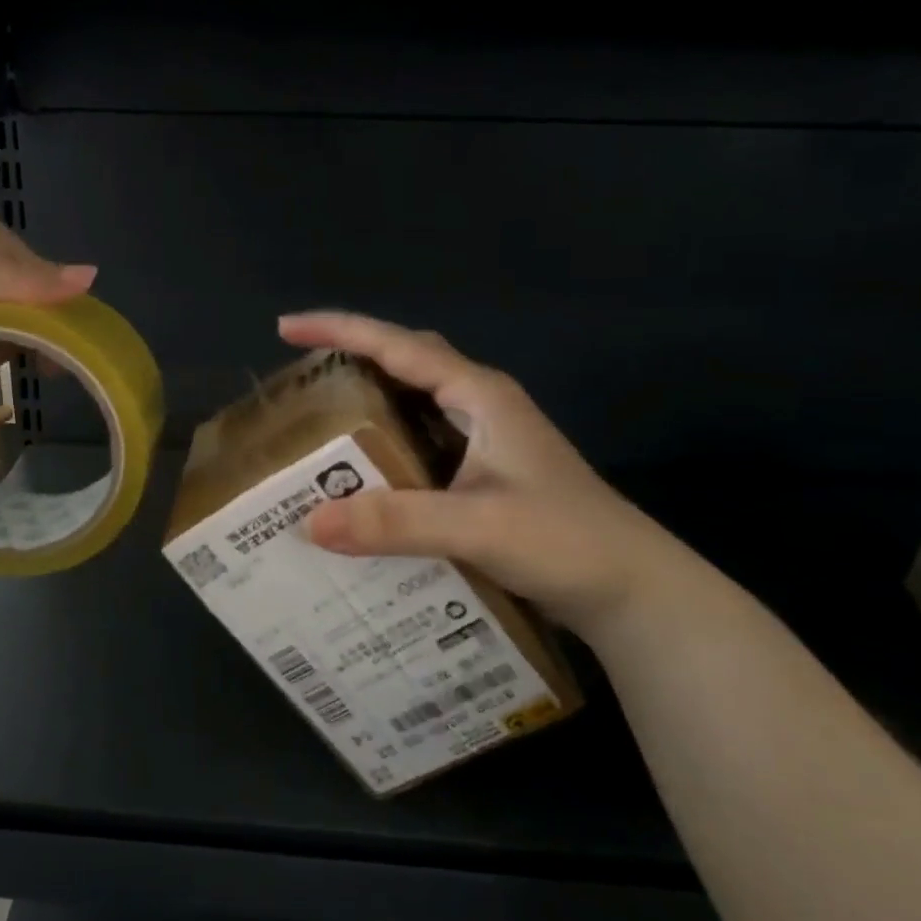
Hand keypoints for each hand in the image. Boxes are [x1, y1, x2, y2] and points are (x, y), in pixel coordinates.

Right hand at [279, 311, 682, 632]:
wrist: (634, 591)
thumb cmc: (566, 542)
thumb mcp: (477, 526)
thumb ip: (396, 521)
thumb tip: (311, 521)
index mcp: (480, 396)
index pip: (399, 347)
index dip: (340, 330)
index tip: (286, 328)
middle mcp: (481, 407)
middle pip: (405, 362)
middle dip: (351, 358)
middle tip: (299, 376)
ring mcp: (486, 440)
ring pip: (413, 404)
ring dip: (367, 404)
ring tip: (316, 422)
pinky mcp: (485, 474)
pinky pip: (421, 443)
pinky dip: (385, 447)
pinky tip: (362, 475)